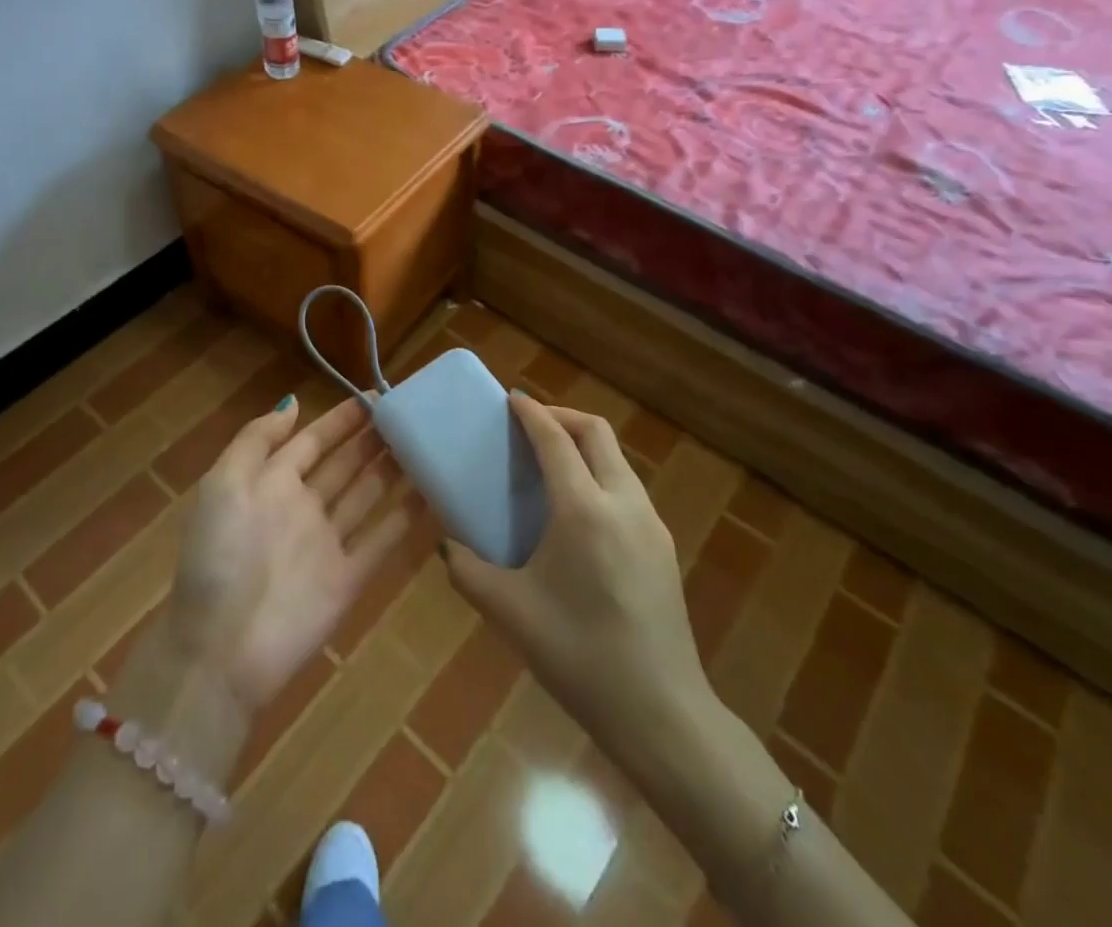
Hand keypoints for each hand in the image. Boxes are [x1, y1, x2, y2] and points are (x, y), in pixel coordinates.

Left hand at [166, 395, 409, 712]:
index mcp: (270, 483)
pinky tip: (431, 493)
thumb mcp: (223, 484)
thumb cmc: (220, 556)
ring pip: (367, 495)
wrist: (221, 650)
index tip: (374, 396)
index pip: (312, 441)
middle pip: (344, 464)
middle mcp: (302, 508)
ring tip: (426, 443)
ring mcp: (327, 544)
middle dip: (371, 439)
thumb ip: (256, 439)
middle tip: (409, 414)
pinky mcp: (349, 579)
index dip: (341, 419)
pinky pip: (382, 539)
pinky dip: (405, 517)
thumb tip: (294, 402)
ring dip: (392, 470)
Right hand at [442, 394, 706, 746]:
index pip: (556, 439)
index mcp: (583, 509)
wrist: (660, 713)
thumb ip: (467, 570)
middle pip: (596, 433)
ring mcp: (650, 524)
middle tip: (530, 426)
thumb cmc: (578, 655)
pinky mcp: (664, 547)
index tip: (511, 398)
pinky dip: (600, 474)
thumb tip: (447, 545)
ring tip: (551, 465)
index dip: (532, 413)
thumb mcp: (510, 612)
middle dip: (562, 418)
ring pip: (617, 459)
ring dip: (584, 445)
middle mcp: (623, 503)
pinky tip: (579, 510)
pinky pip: (628, 488)